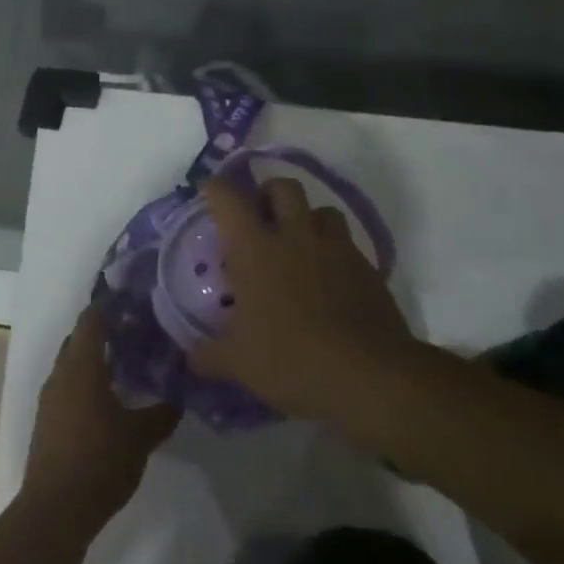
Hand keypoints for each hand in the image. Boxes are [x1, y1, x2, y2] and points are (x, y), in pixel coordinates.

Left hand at [23, 303, 181, 536]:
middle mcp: (61, 374)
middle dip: (104, 331)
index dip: (110, 305)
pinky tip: (110, 397)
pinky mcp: (47, 420)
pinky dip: (87, 381)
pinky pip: (68, 386)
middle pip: (80, 339)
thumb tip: (179, 396)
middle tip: (137, 331)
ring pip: (72, 364)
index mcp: (81, 366)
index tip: (133, 299)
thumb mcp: (141, 437)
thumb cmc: (100, 461)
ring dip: (95, 358)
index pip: (92, 320)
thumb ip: (162, 413)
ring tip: (128, 363)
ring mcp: (50, 398)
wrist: (55, 508)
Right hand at [190, 175, 422, 419]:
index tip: (207, 193)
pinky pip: (347, 244)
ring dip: (307, 219)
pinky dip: (333, 251)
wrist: (372, 376)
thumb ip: (209, 355)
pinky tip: (327, 279)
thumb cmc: (293, 359)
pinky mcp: (367, 269)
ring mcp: (336, 249)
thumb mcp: (239, 364)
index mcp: (255, 250)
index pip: (229, 199)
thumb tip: (192, 358)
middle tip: (258, 218)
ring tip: (297, 245)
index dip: (215, 189)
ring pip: (322, 210)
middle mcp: (295, 237)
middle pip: (282, 187)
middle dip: (267, 193)